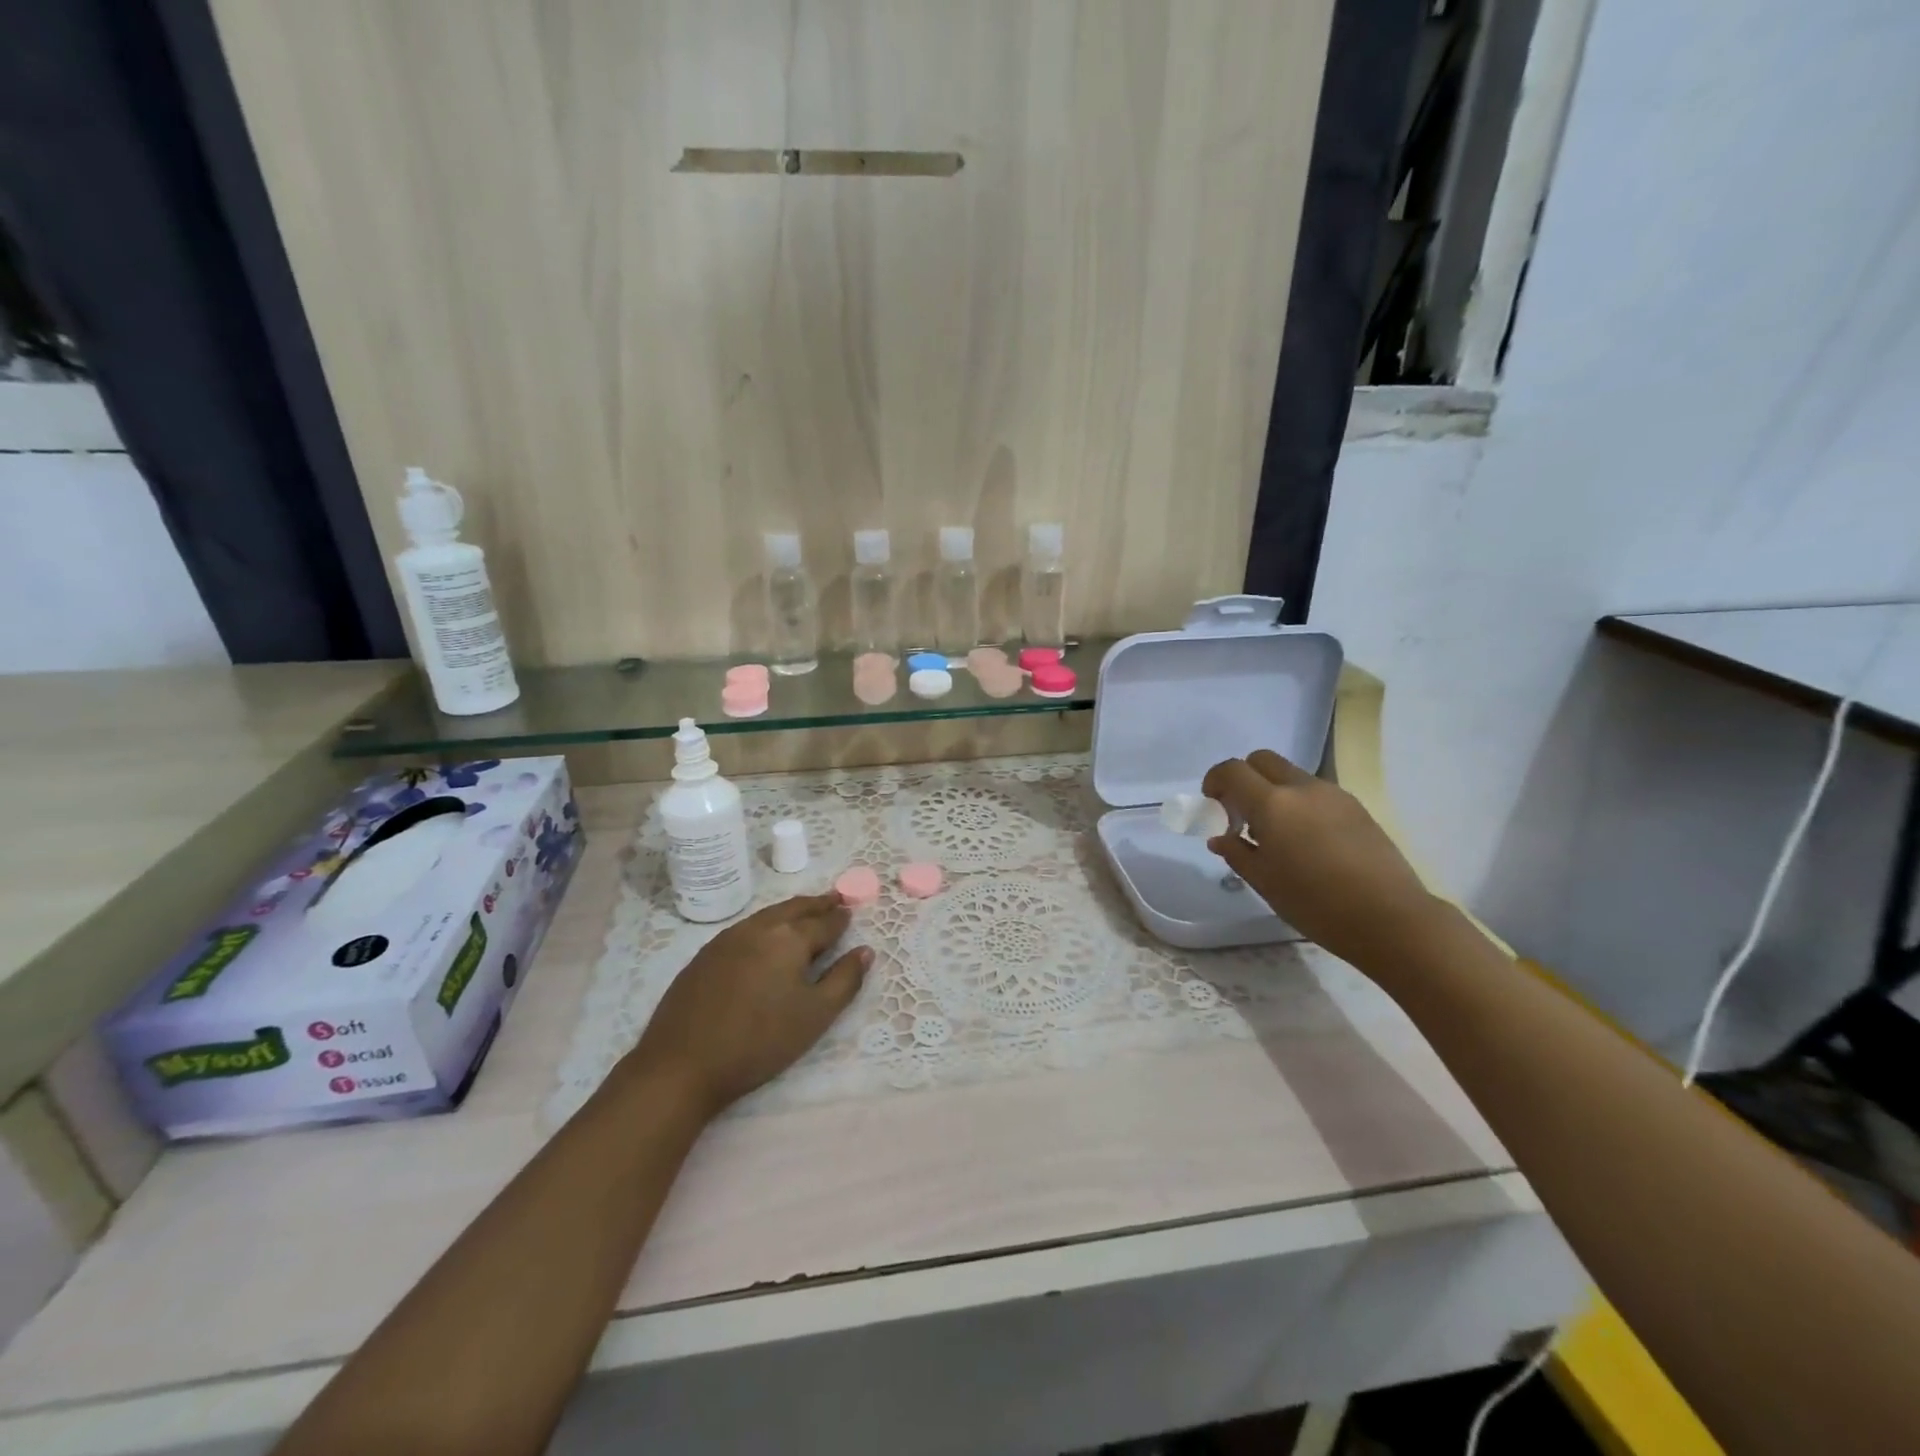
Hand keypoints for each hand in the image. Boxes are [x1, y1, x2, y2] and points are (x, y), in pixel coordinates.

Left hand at [624, 894, 870, 1117]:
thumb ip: (845, 980)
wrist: (682, 1063)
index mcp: (790, 938)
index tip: (851, 911)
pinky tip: (766, 936)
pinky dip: (766, 924)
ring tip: (805, 912)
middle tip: (835, 898)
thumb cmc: (759, 1041)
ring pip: (768, 915)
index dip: (841, 918)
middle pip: (795, 908)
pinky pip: (746, 928)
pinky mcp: (705, 954)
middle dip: (818, 903)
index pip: (824, 922)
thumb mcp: (815, 1016)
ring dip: (791, 910)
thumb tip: (866, 951)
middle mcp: (760, 928)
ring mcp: (728, 938)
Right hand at [1202, 750, 1440, 970]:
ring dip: (1273, 792)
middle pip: (1263, 760)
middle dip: (1244, 778)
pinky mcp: (1357, 808)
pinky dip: (1299, 804)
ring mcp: (1334, 795)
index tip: (1212, 803)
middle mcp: (1303, 789)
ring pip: (1292, 775)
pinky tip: (1306, 842)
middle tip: (1240, 812)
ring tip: (1275, 834)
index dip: (1215, 780)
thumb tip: (1221, 838)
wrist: (1390, 919)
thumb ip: (1238, 852)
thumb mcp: (1264, 882)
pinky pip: (1316, 793)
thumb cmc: (1315, 904)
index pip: (1233, 770)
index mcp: (1273, 804)